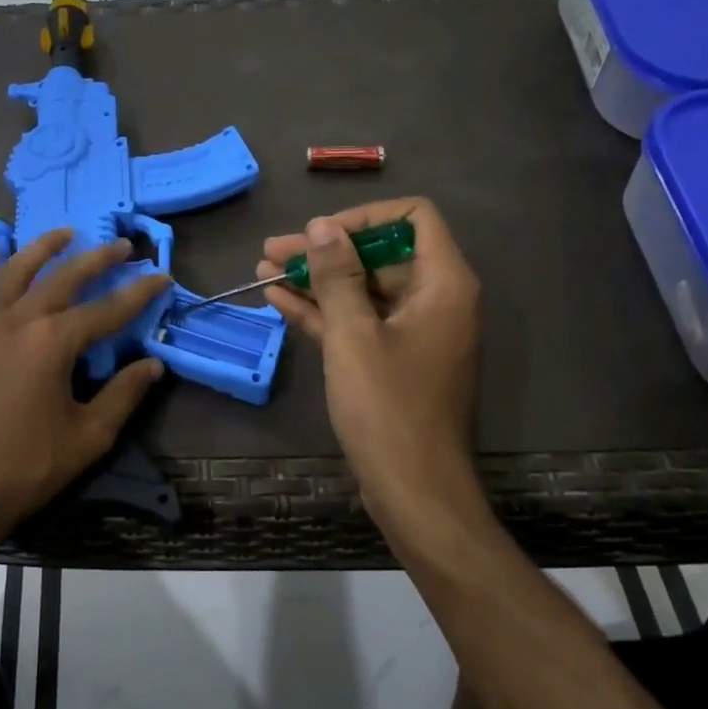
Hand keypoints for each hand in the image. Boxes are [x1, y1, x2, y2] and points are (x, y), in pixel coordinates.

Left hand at [0, 229, 172, 548]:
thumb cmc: (27, 466)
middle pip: (65, 278)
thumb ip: (123, 394)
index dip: (138, 293)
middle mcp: (18, 320)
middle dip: (98, 259)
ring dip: (43, 248)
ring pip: (16, 271)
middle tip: (123, 246)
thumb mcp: (88, 436)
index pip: (107, 310)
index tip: (161, 276)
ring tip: (65, 232)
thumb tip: (153, 364)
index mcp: (53, 343)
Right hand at [259, 199, 483, 539]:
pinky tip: (278, 300)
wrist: (413, 491)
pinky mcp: (393, 359)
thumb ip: (336, 276)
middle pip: (380, 254)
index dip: (364, 217)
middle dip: (325, 250)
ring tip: (264, 269)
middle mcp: (435, 300)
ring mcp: (413, 331)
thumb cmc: (388, 408)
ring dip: (316, 279)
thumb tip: (321, 226)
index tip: (320, 233)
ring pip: (363, 289)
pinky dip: (323, 311)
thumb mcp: (353, 335)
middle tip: (273, 251)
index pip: (414, 219)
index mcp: (443, 284)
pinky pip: (359, 321)